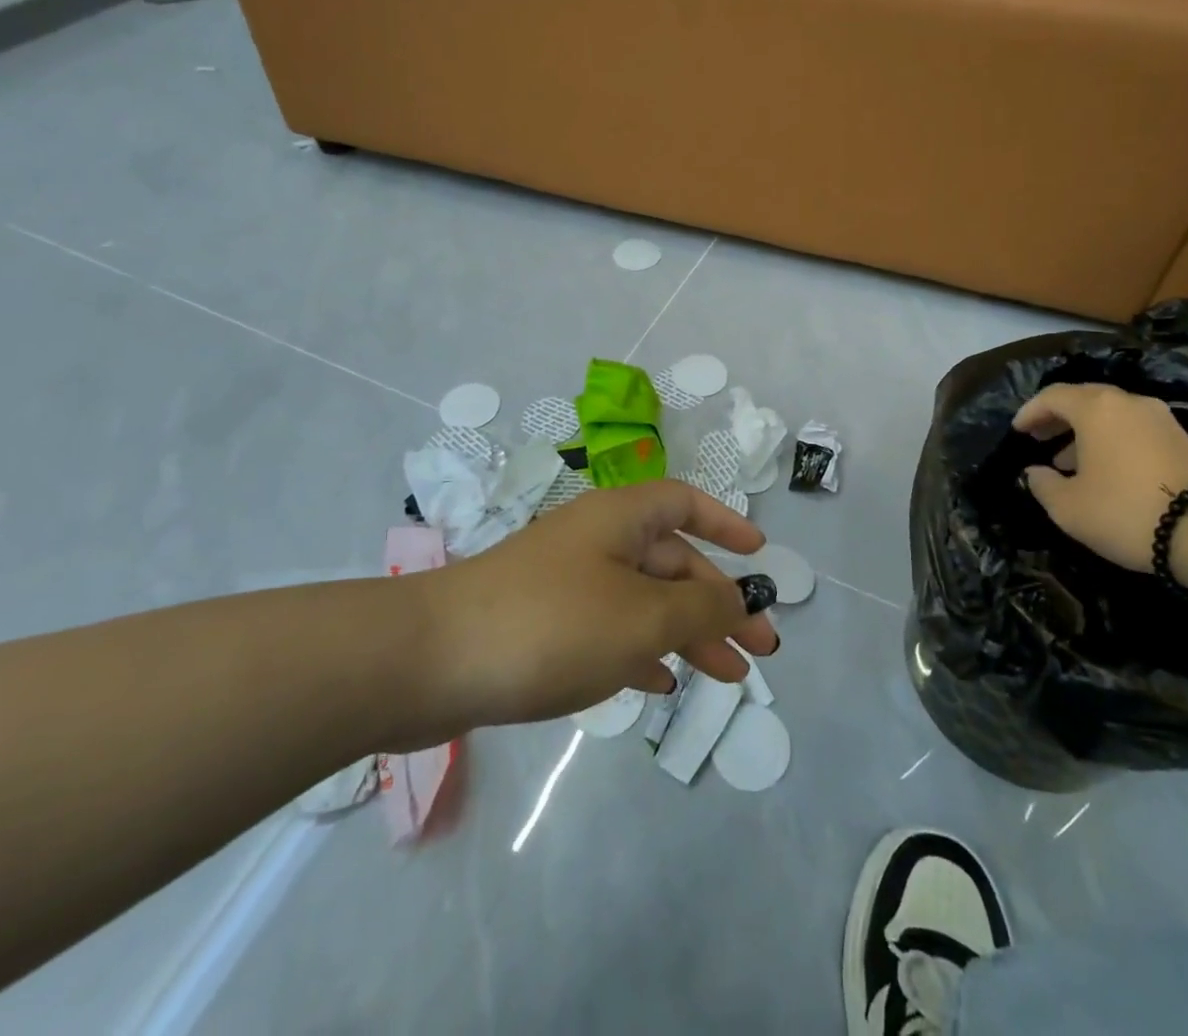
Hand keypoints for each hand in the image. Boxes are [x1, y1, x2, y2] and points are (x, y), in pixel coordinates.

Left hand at [416, 480, 777, 734]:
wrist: (427, 662)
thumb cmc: (550, 625)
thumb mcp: (641, 617)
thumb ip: (700, 608)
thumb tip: (740, 600)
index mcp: (620, 518)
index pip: (685, 503)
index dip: (725, 523)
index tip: (759, 555)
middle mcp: (595, 541)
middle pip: (672, 561)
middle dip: (718, 603)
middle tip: (761, 650)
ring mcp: (566, 583)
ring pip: (643, 600)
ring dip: (686, 633)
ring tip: (726, 676)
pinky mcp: (542, 623)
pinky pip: (608, 629)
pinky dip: (640, 651)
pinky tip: (659, 684)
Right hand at [1011, 383, 1187, 572]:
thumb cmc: (1125, 511)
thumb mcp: (1068, 507)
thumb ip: (1043, 484)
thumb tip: (1035, 472)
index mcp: (1096, 408)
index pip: (1053, 396)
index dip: (1030, 412)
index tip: (1017, 431)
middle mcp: (1128, 402)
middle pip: (1084, 399)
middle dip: (1058, 418)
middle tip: (1039, 439)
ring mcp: (1160, 418)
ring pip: (1111, 414)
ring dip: (1085, 431)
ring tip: (1067, 461)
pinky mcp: (1181, 439)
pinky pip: (1133, 429)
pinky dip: (1111, 440)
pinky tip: (1104, 470)